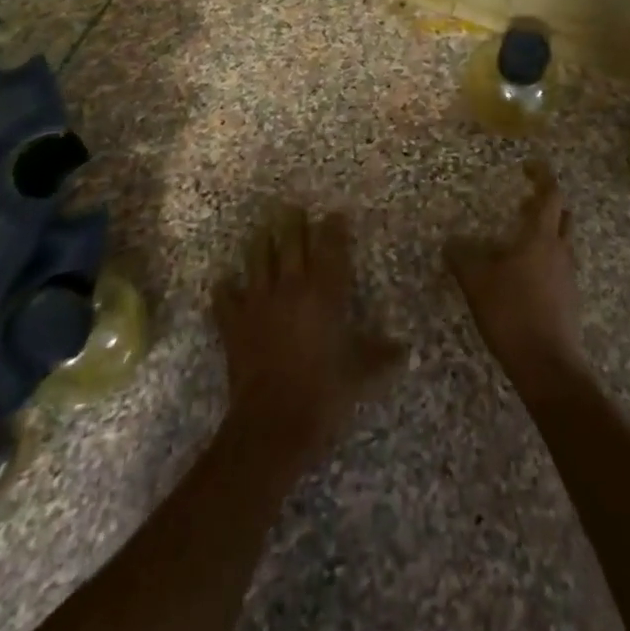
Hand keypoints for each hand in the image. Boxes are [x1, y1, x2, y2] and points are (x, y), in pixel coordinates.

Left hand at [214, 207, 404, 458]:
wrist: (274, 422)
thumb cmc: (324, 392)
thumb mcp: (361, 373)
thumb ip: (381, 355)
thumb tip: (405, 350)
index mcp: (324, 293)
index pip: (330, 248)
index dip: (333, 228)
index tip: (335, 214)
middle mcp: (291, 287)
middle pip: (290, 243)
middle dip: (292, 223)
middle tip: (292, 209)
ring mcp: (259, 302)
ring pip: (257, 259)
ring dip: (259, 243)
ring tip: (261, 230)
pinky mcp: (234, 323)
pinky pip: (225, 298)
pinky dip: (225, 289)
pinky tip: (224, 283)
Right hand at [446, 161, 585, 392]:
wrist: (547, 365)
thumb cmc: (512, 313)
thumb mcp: (477, 282)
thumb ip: (462, 258)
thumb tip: (451, 242)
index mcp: (540, 237)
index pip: (550, 194)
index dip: (542, 176)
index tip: (529, 166)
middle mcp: (560, 251)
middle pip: (562, 216)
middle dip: (546, 203)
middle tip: (523, 201)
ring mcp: (568, 276)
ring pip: (562, 242)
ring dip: (545, 232)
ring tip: (518, 237)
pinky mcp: (568, 299)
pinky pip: (558, 266)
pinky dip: (544, 258)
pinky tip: (522, 274)